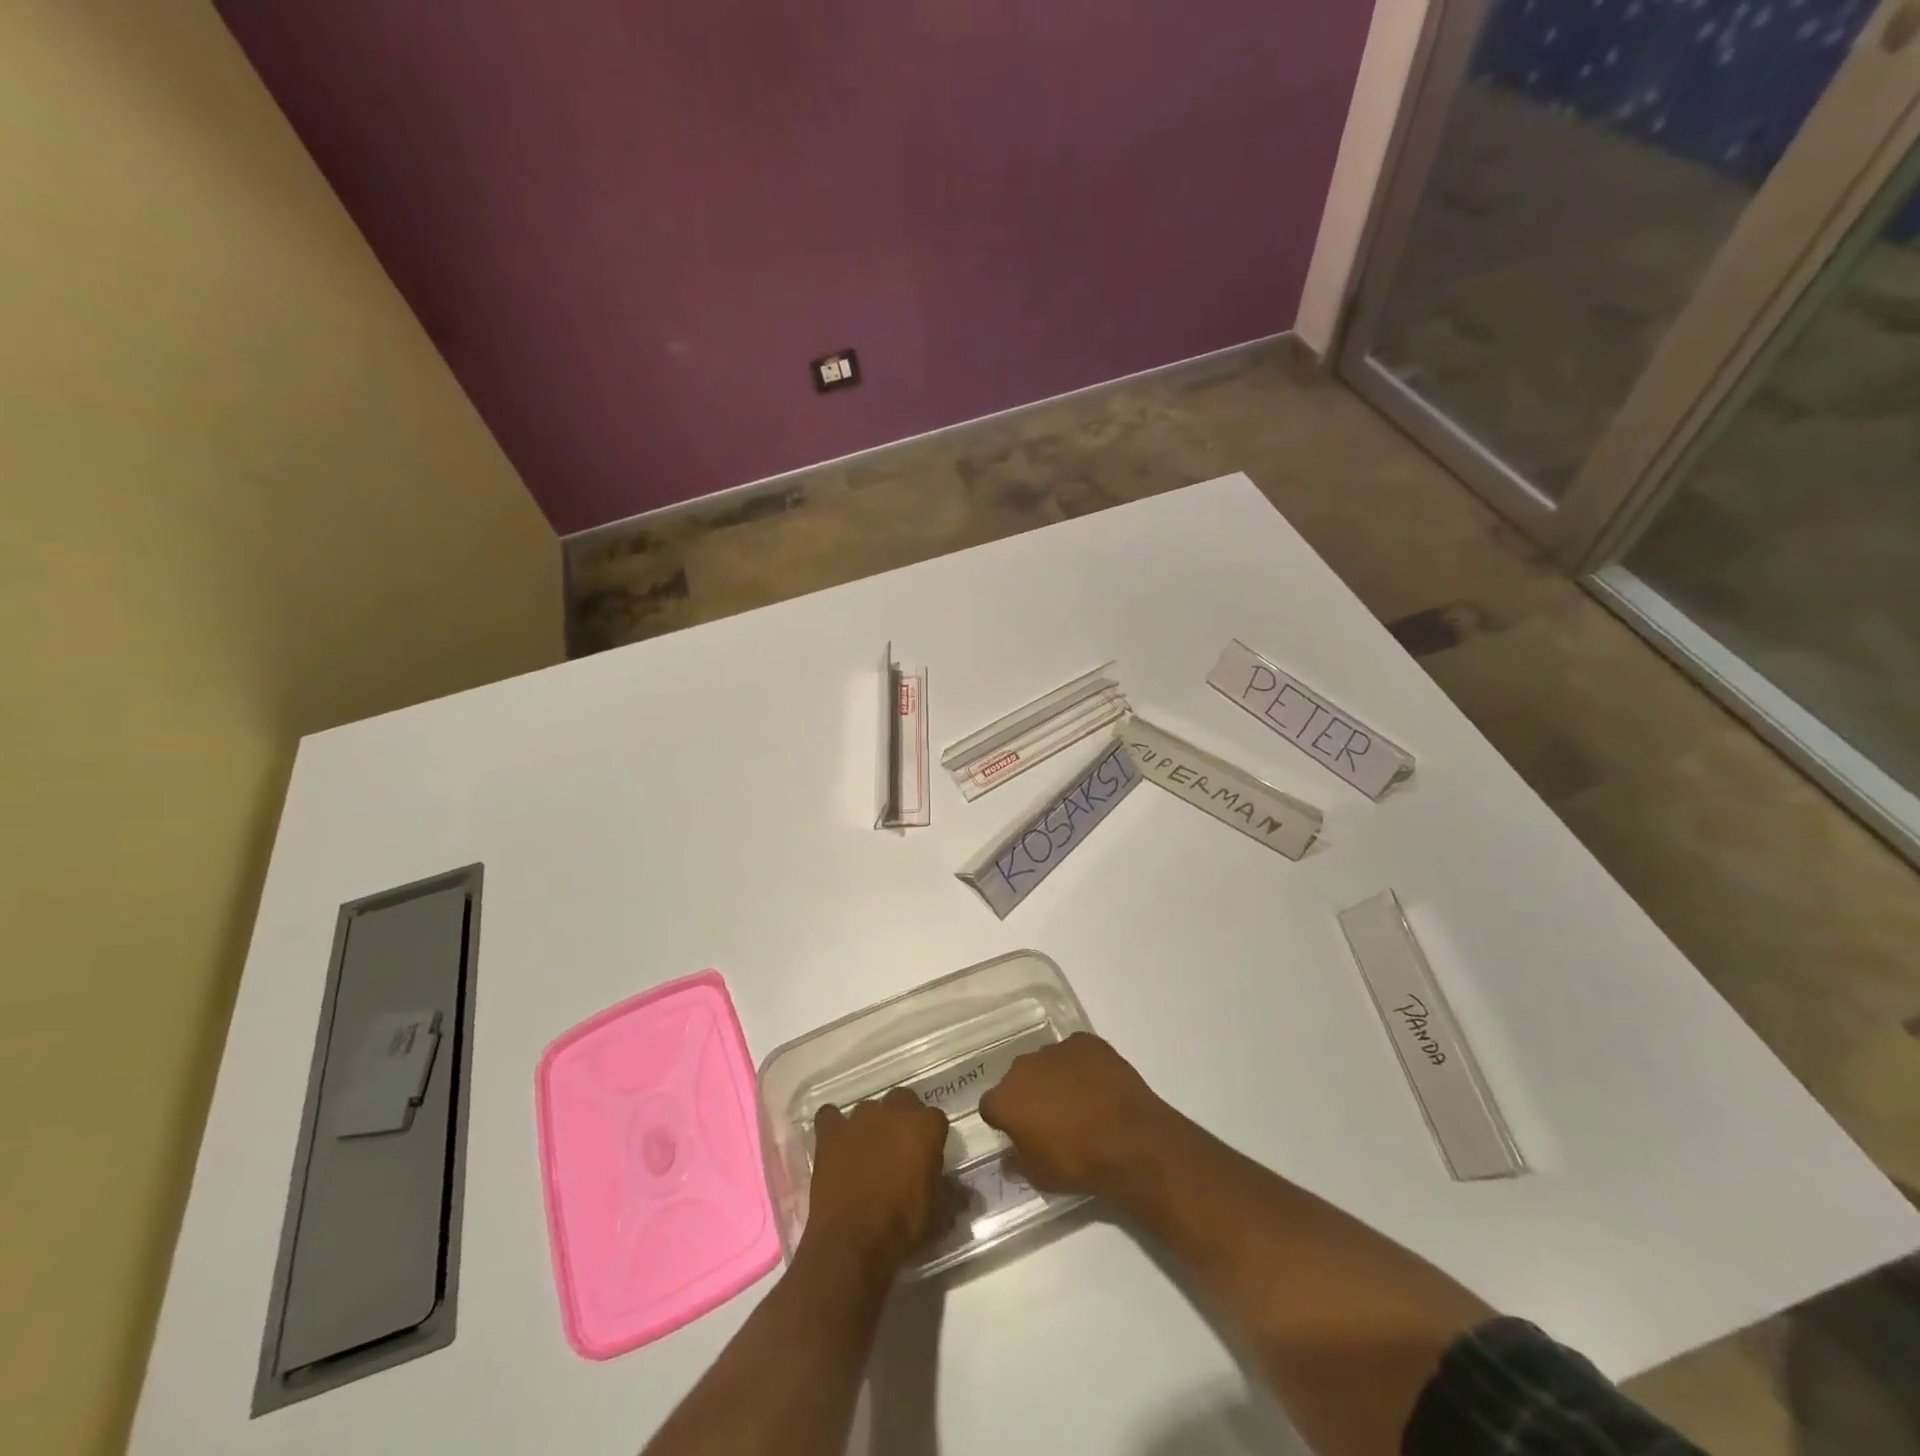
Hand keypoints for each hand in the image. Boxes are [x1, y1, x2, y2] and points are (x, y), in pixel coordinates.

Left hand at [803, 1089, 954, 1273]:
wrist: (853, 1240)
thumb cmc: (903, 1225)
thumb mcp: (939, 1214)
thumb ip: (954, 1194)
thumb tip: (967, 1193)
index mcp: (925, 1126)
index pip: (935, 1118)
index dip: (932, 1137)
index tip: (928, 1157)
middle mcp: (893, 1111)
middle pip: (902, 1101)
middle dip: (902, 1119)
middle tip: (899, 1149)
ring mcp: (859, 1118)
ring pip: (868, 1109)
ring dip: (871, 1124)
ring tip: (868, 1151)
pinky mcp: (830, 1132)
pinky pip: (830, 1116)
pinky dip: (833, 1126)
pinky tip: (835, 1142)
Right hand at [978, 1032, 1174, 1198]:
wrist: (1129, 1140)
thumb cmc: (1077, 1162)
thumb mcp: (1040, 1177)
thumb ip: (1017, 1162)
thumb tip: (1008, 1155)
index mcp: (1006, 1098)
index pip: (991, 1106)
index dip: (1004, 1121)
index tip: (1020, 1135)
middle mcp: (1024, 1066)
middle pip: (1018, 1079)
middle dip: (1029, 1095)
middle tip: (1050, 1119)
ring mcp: (1056, 1049)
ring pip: (1046, 1063)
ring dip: (1054, 1078)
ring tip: (1079, 1103)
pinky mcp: (1086, 1041)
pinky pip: (1075, 1052)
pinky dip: (1081, 1066)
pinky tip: (1098, 1086)